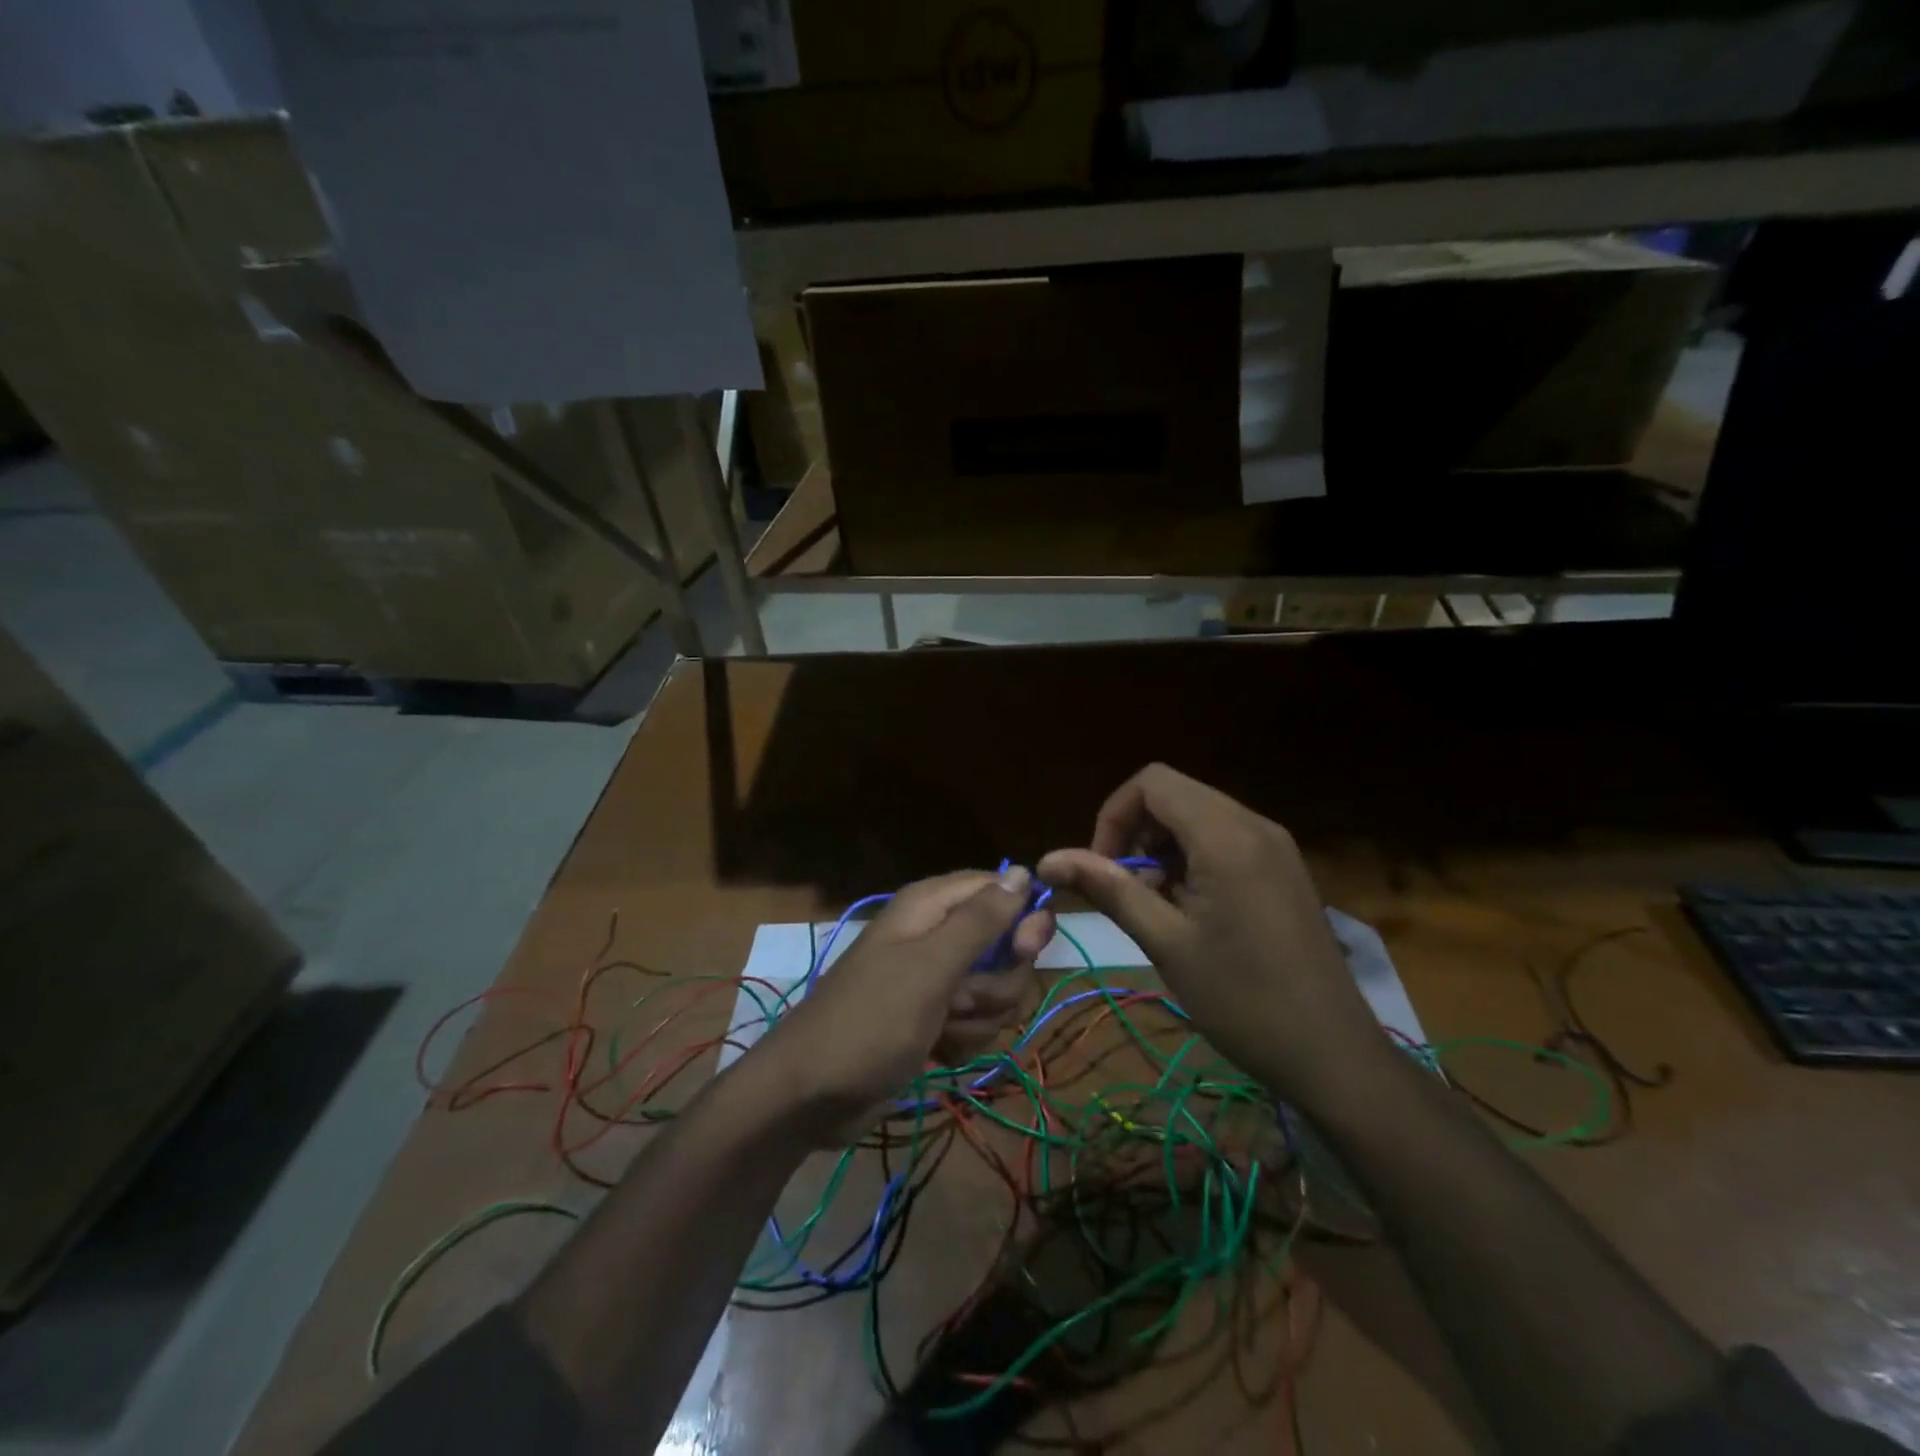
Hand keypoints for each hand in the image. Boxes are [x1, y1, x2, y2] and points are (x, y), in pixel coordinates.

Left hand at [760, 867, 1052, 1136]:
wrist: (813, 1093)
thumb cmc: (871, 1020)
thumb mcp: (930, 967)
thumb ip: (980, 920)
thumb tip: (1025, 871)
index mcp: (930, 906)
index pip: (999, 889)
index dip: (1020, 917)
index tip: (1025, 949)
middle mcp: (936, 935)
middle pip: (1005, 945)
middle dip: (996, 982)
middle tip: (963, 999)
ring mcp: (936, 980)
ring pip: (995, 990)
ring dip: (977, 1018)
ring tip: (939, 1029)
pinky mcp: (936, 1019)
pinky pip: (977, 1022)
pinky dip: (962, 1041)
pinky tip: (936, 1051)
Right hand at [1038, 764, 1384, 1105]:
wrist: (1333, 1054)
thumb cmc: (1241, 1000)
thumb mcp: (1165, 942)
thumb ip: (1108, 888)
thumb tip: (1048, 859)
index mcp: (1225, 836)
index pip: (1151, 783)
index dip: (1113, 816)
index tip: (1102, 867)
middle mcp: (1254, 824)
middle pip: (1174, 793)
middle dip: (1136, 831)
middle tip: (1125, 887)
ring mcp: (1275, 844)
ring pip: (1198, 814)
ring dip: (1163, 846)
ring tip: (1156, 903)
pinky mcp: (1283, 866)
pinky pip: (1224, 837)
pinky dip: (1193, 856)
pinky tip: (1190, 908)